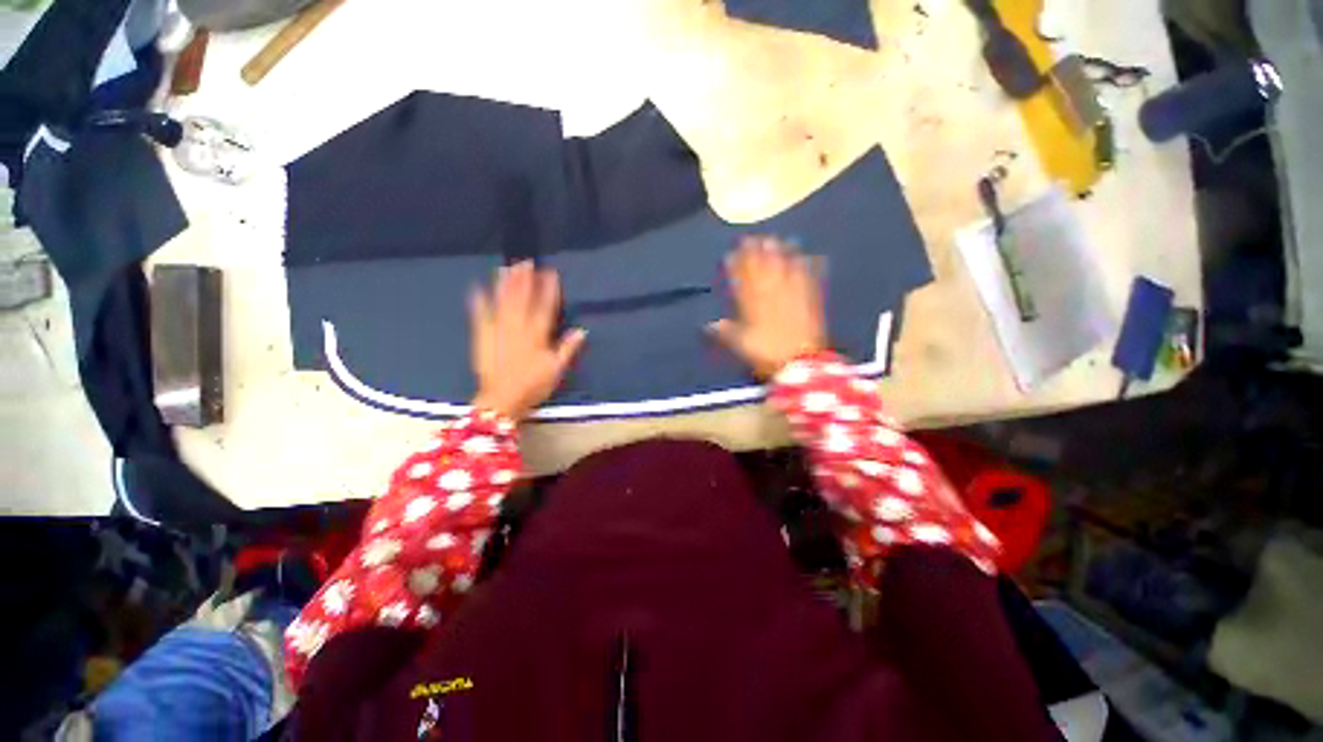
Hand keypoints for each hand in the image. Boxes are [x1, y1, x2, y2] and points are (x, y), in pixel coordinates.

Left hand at [469, 261, 586, 420]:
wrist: (502, 399)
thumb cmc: (533, 385)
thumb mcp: (556, 369)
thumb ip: (567, 348)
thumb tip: (582, 331)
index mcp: (537, 335)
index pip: (545, 307)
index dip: (548, 289)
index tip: (551, 273)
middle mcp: (518, 327)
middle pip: (522, 299)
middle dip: (525, 279)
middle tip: (526, 261)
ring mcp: (498, 330)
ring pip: (503, 302)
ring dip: (506, 284)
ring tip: (508, 267)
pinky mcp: (483, 336)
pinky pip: (480, 316)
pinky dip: (478, 302)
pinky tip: (477, 288)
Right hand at [710, 235, 827, 378]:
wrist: (800, 362)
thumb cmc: (767, 355)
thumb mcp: (741, 345)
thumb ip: (725, 333)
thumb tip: (709, 325)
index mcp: (754, 306)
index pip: (743, 281)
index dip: (737, 266)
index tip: (731, 253)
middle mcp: (773, 296)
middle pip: (764, 270)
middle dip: (756, 253)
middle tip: (752, 237)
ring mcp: (793, 297)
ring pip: (785, 270)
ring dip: (779, 254)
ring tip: (775, 239)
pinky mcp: (810, 301)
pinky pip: (809, 280)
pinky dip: (808, 267)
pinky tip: (809, 255)